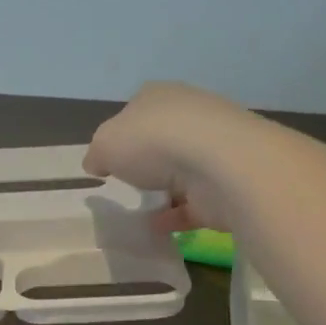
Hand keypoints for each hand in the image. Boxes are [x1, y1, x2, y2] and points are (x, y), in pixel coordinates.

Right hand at [83, 82, 265, 231]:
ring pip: (183, 170)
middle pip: (163, 139)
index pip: (138, 109)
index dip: (122, 132)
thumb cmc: (153, 141)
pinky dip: (177, 215)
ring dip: (165, 190)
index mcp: (160, 96)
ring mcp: (214, 150)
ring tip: (141, 210)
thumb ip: (98, 154)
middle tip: (128, 183)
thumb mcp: (105, 143)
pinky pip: (196, 202)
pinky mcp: (228, 183)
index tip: (111, 157)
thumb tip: (97, 163)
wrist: (219, 164)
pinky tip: (158, 228)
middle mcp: (190, 115)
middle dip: (148, 161)